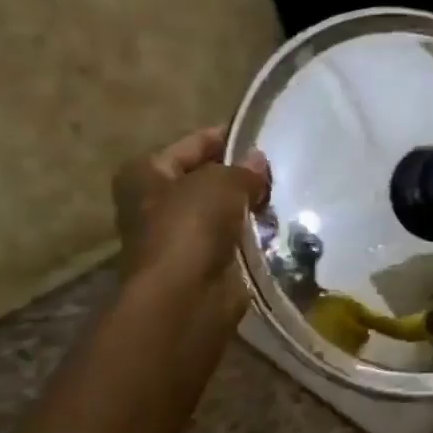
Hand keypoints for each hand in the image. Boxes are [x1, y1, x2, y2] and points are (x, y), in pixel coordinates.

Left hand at [111, 124, 270, 308]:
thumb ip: (242, 168)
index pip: (194, 144)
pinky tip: (279, 225)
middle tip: (281, 170)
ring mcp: (180, 234)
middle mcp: (157, 201)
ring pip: (224, 209)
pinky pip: (235, 237)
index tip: (264, 136)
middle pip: (208, 177)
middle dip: (242, 175)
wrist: (185, 296)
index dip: (228, 138)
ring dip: (251, 205)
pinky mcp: (204, 262)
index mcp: (147, 173)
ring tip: (286, 195)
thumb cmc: (190, 226)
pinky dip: (254, 233)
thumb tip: (258, 160)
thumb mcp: (221, 182)